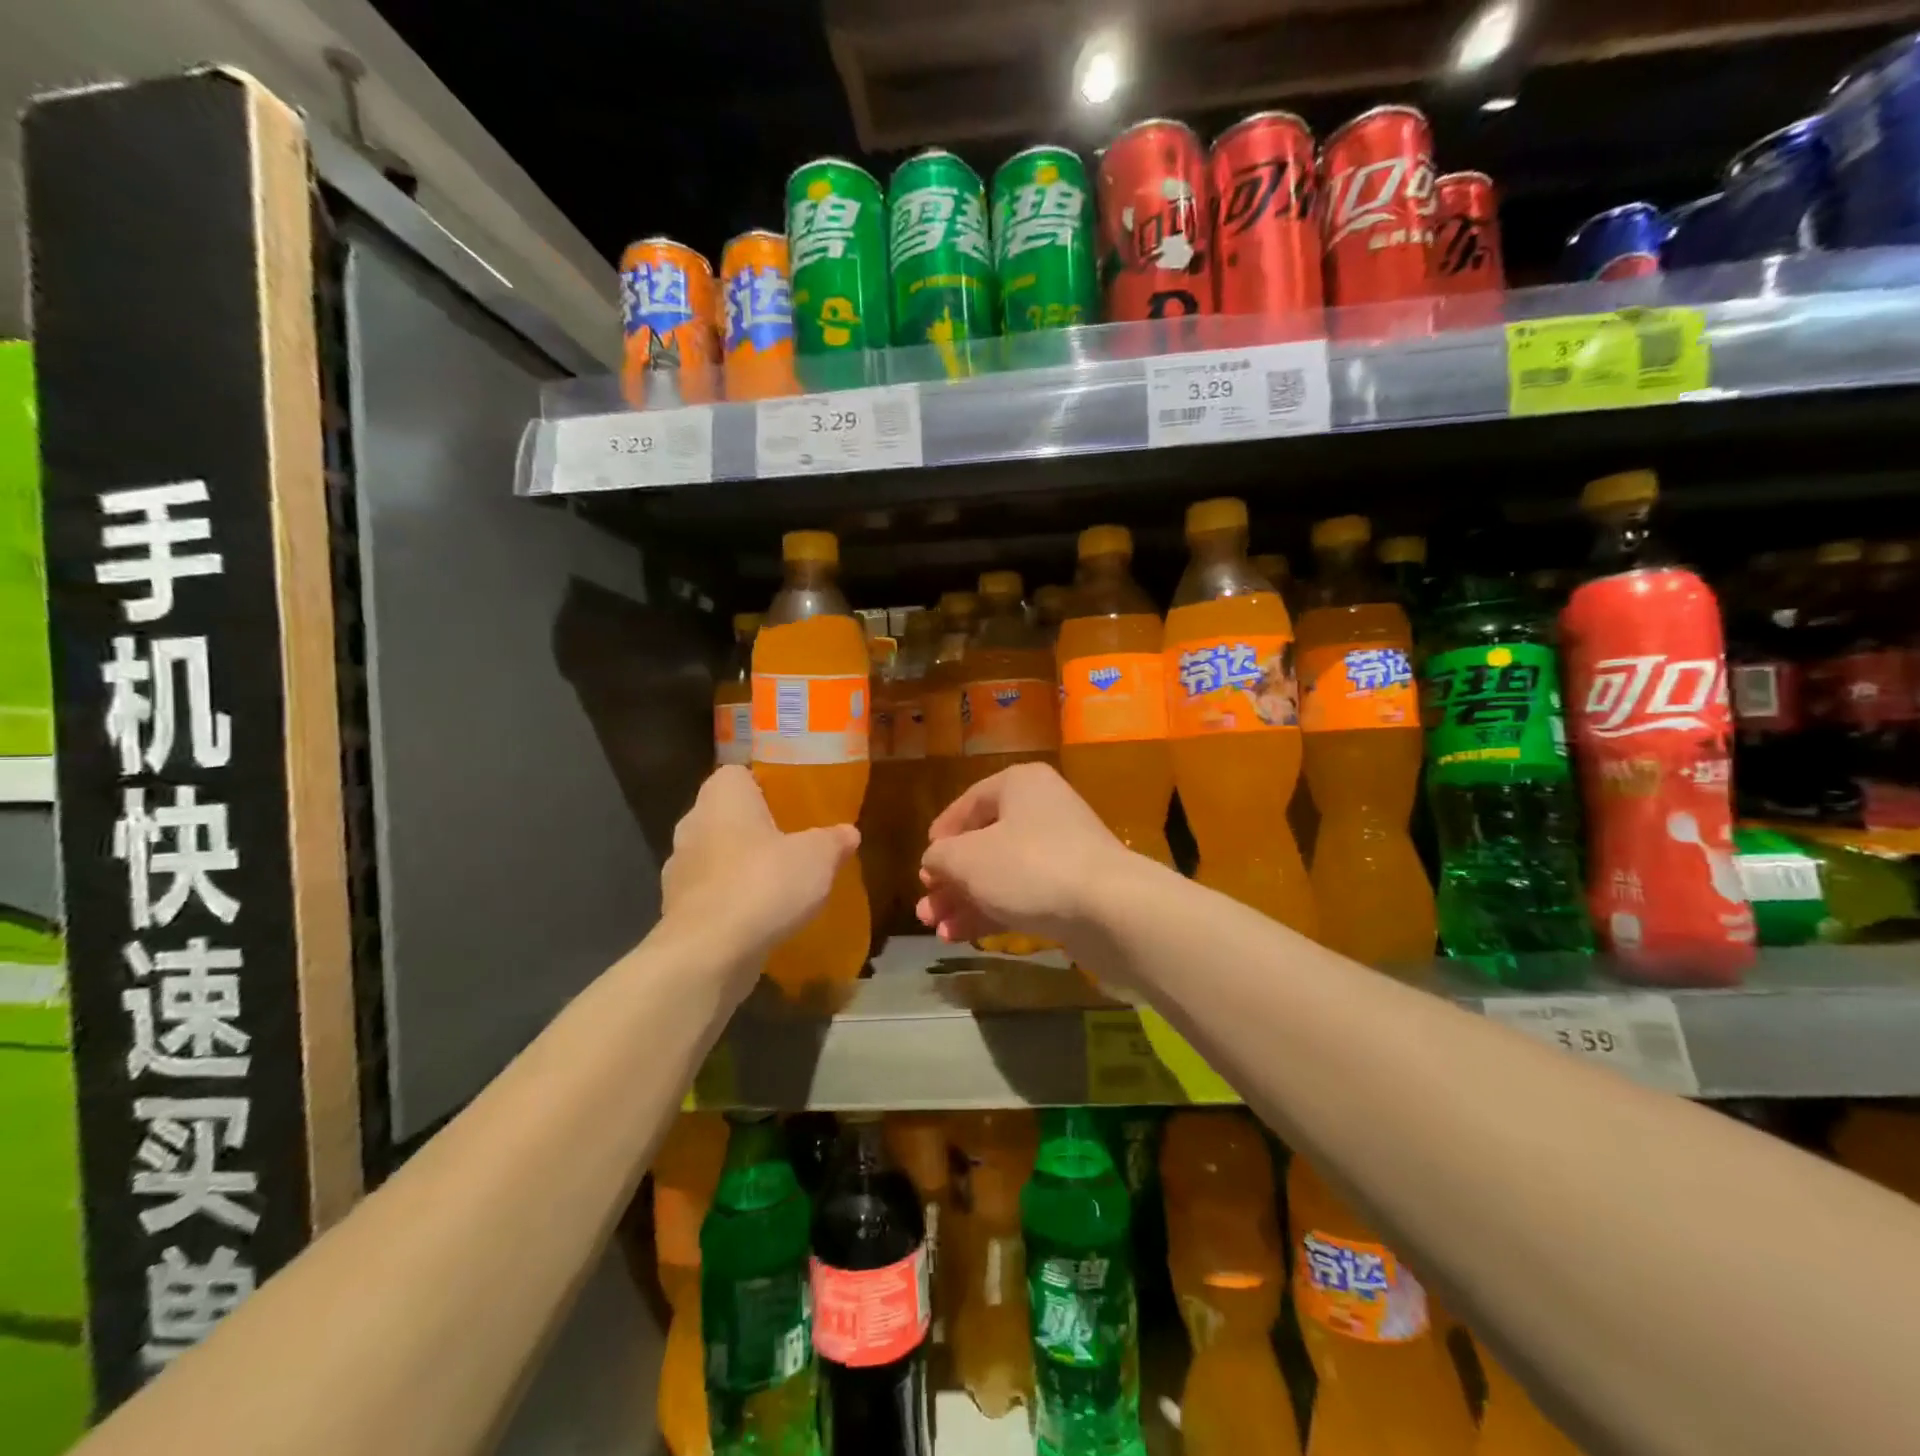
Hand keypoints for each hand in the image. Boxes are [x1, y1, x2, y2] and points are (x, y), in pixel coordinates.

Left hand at [662, 766, 858, 961]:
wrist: (709, 953)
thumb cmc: (764, 883)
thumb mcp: (818, 857)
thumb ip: (834, 840)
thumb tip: (849, 832)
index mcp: (722, 796)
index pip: (738, 774)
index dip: (765, 785)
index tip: (792, 803)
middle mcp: (693, 823)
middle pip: (727, 815)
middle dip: (756, 828)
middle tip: (793, 842)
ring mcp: (679, 869)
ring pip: (717, 856)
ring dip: (742, 867)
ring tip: (780, 884)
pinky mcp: (677, 910)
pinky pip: (711, 894)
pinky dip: (732, 901)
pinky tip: (761, 917)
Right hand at [917, 763, 1140, 950]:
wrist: (1109, 909)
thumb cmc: (1029, 867)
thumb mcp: (967, 859)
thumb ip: (940, 857)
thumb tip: (934, 860)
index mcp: (1019, 785)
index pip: (969, 803)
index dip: (942, 835)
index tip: (924, 865)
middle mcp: (1042, 811)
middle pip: (984, 843)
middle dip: (950, 880)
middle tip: (926, 909)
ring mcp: (1061, 851)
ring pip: (1001, 874)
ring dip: (966, 901)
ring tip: (937, 930)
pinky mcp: (1072, 889)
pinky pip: (1023, 894)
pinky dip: (993, 912)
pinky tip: (962, 936)